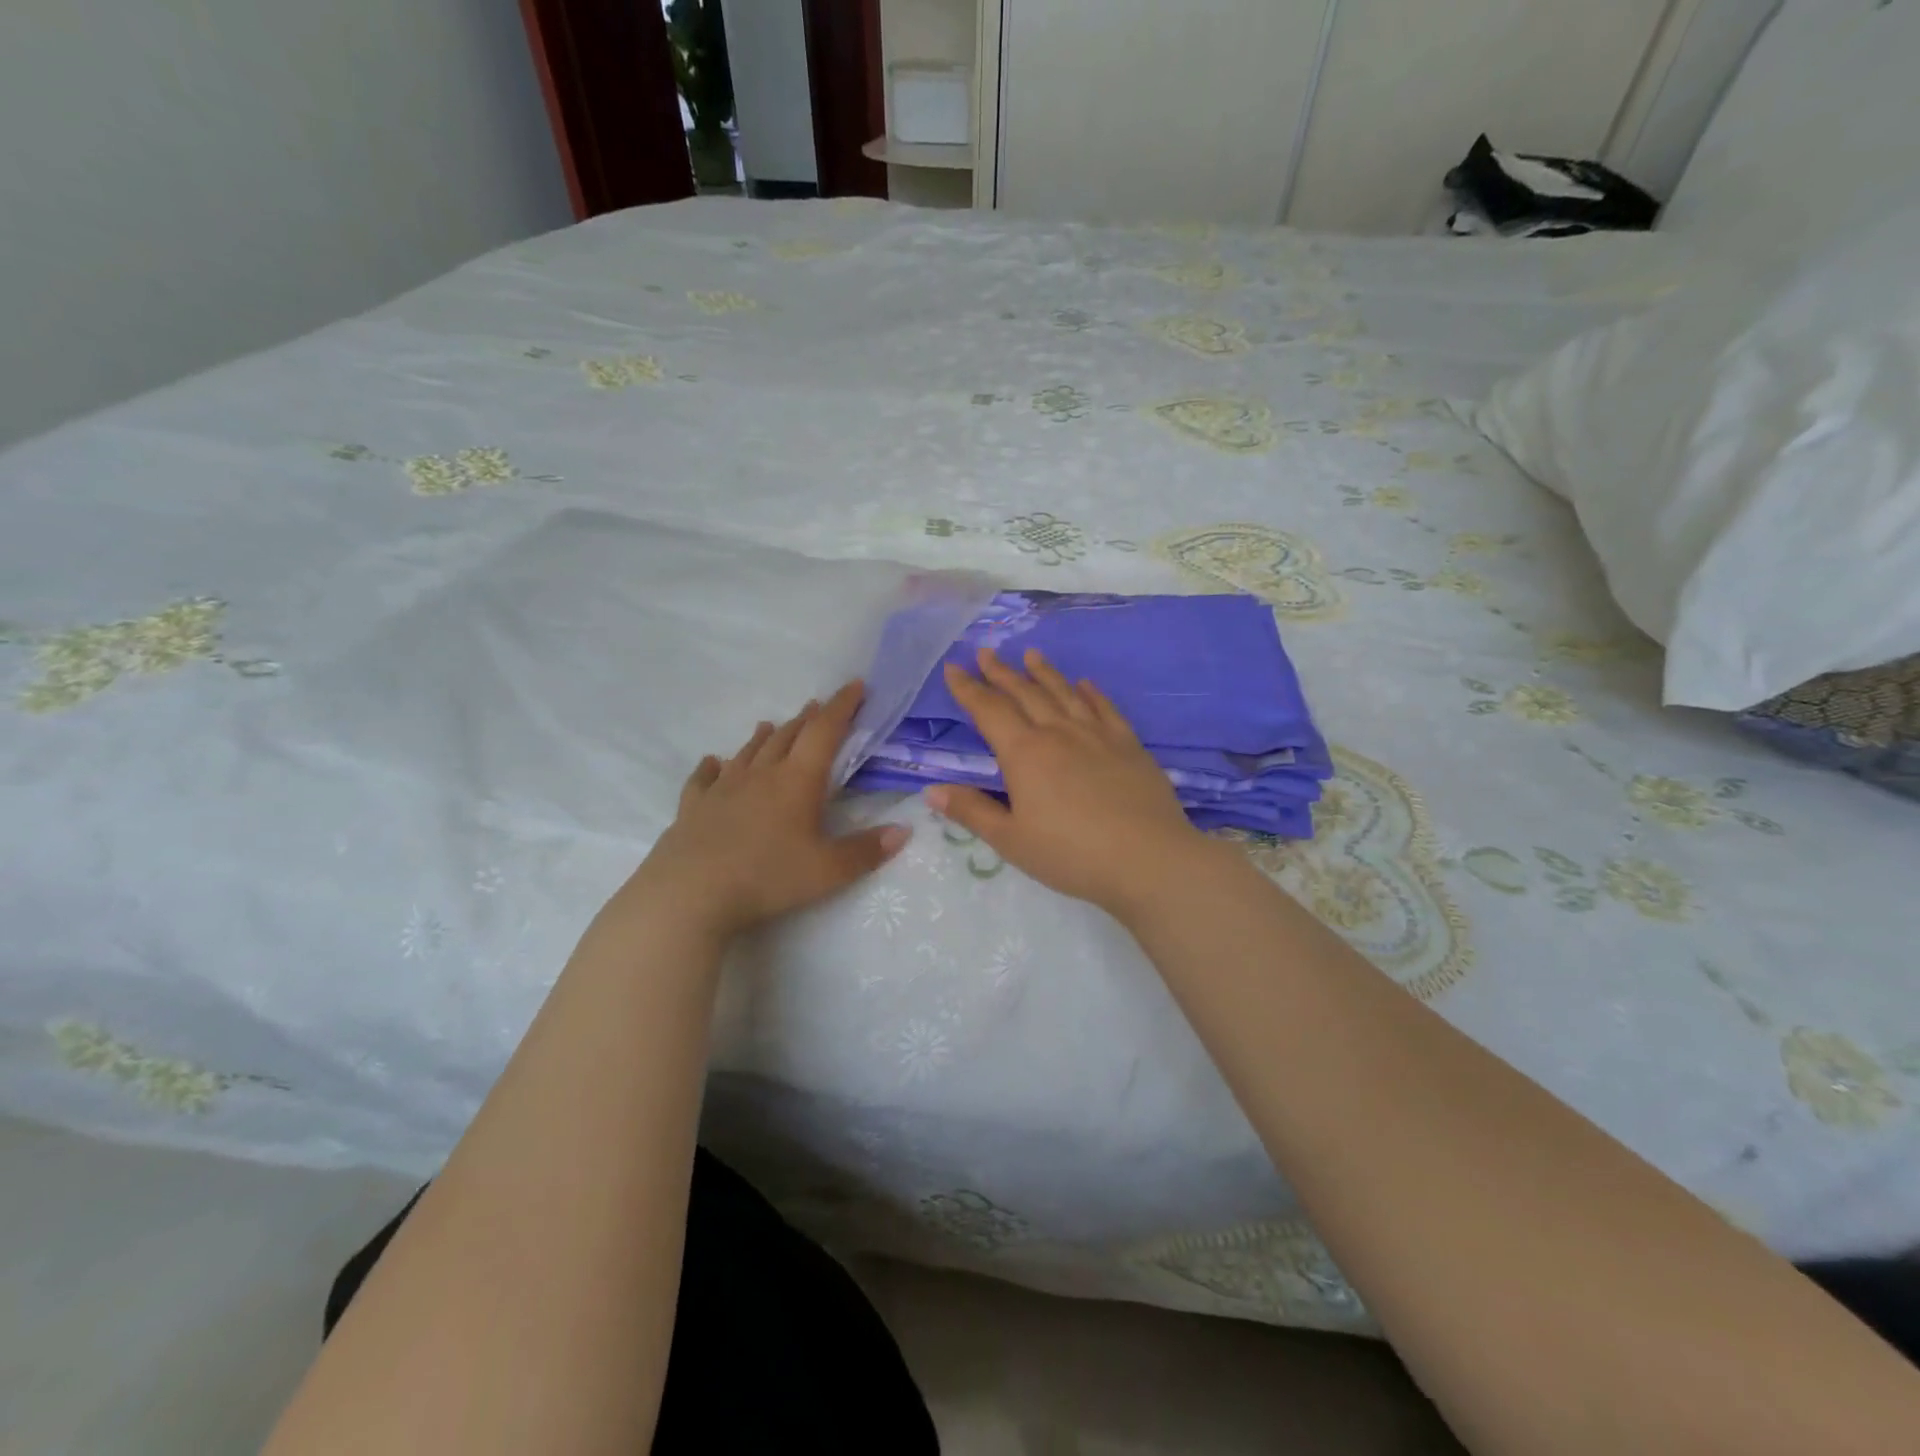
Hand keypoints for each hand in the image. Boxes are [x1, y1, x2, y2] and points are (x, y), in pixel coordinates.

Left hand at [619, 681, 909, 939]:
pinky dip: (713, 766)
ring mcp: (723, 788)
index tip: (856, 686)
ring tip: (772, 725)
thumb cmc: (767, 877)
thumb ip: (866, 851)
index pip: (824, 732)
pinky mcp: (694, 807)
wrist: (690, 894)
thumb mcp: (828, 871)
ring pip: (748, 752)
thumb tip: (904, 831)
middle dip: (807, 719)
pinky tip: (713, 763)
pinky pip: (704, 778)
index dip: (842, 706)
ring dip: (765, 736)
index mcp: (797, 781)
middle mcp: (760, 775)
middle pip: (787, 736)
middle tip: (819, 706)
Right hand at [929, 648, 1208, 912]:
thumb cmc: (1071, 854)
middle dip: (1001, 672)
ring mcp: (1097, 734)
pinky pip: (1105, 708)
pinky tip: (1085, 683)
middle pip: (1025, 693)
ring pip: (1064, 693)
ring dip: (1044, 672)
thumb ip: (972, 811)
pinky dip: (1091, 692)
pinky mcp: (1129, 744)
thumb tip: (932, 790)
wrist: (1148, 858)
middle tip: (985, 652)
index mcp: (1024, 753)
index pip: (989, 710)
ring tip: (1030, 654)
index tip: (954, 668)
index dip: (968, 689)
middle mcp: (1058, 732)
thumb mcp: (1011, 840)